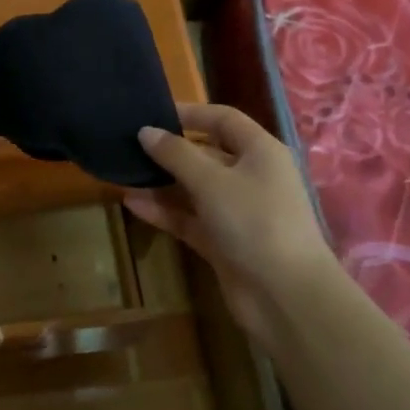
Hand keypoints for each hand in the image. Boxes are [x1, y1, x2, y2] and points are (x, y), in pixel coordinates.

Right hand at [123, 102, 332, 346]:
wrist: (285, 295)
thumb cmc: (254, 221)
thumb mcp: (212, 181)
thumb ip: (176, 154)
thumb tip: (145, 131)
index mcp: (260, 151)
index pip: (223, 120)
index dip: (190, 113)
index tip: (152, 113)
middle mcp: (251, 176)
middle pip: (206, 154)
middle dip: (169, 151)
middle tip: (128, 145)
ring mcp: (237, 211)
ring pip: (193, 189)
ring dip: (161, 183)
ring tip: (123, 173)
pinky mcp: (223, 241)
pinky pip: (189, 218)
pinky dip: (164, 211)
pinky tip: (131, 203)